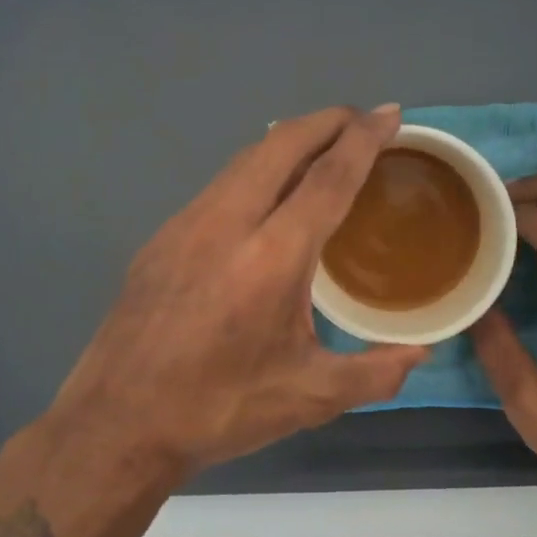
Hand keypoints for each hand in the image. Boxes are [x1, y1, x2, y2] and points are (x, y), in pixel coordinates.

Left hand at [41, 106, 429, 479]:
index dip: (363, 139)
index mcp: (272, 258)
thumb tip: (420, 352)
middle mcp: (227, 224)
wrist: (116, 423)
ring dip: (288, 141)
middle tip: (361, 119)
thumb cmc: (218, 409)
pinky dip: (256, 168)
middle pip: (281, 145)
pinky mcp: (162, 236)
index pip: (328, 178)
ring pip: (245, 159)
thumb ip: (376, 373)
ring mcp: (187, 224)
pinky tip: (266, 193)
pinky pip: (220, 183)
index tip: (389, 113)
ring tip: (321, 146)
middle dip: (326, 121)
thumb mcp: (309, 398)